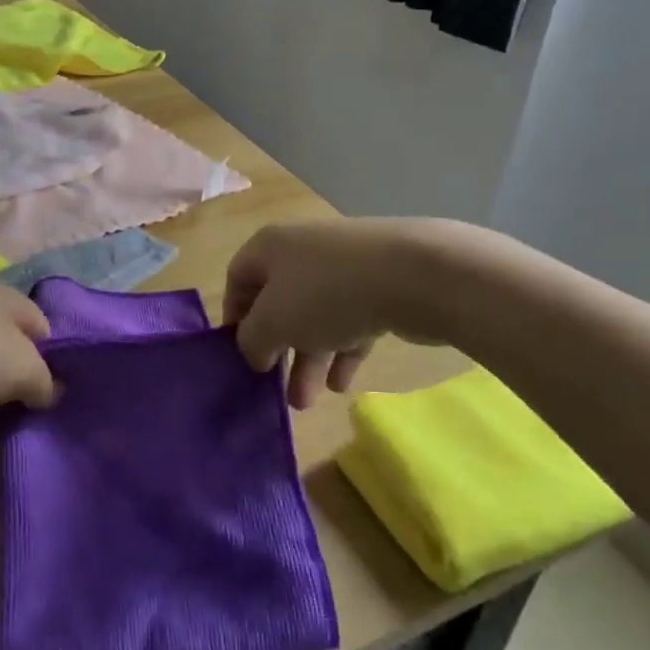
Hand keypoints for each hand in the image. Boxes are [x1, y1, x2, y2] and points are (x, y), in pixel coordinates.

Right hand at [224, 218, 454, 409]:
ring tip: (307, 402)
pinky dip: (342, 350)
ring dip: (308, 359)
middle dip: (277, 348)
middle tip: (275, 387)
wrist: (415, 274)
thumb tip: (255, 351)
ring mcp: (345, 267)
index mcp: (271, 247)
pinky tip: (342, 384)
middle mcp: (303, 251)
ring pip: (316, 316)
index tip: (238, 355)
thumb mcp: (273, 321)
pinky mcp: (380, 285)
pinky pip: (351, 320)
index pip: (238, 278)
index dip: (234, 317)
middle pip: (279, 302)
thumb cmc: (326, 293)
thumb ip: (252, 340)